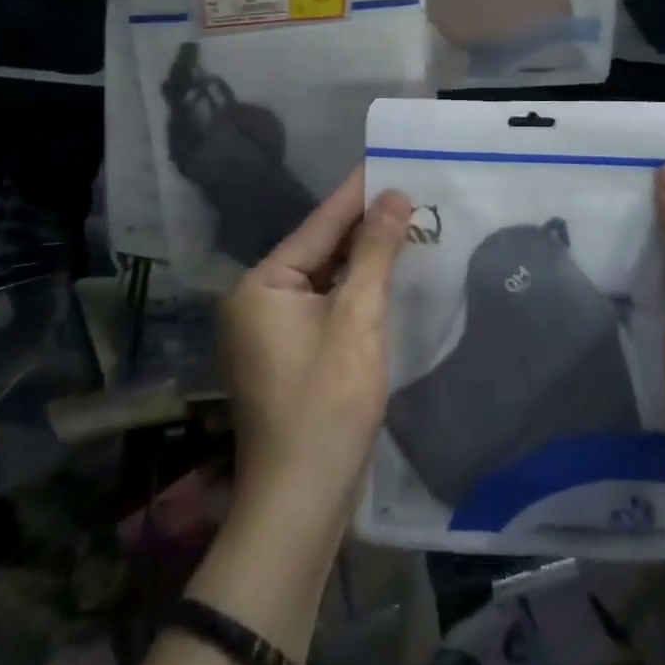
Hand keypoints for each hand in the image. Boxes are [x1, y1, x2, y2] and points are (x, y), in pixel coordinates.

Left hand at [221, 165, 412, 536]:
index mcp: (262, 285)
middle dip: (364, 225)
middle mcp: (256, 300)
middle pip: (320, 249)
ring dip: (363, 257)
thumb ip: (376, 251)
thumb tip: (395, 195)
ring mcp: (268, 331)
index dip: (358, 192)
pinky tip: (386, 275)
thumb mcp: (358, 317)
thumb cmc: (327, 403)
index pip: (319, 225)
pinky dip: (354, 289)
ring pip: (324, 278)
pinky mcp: (287, 355)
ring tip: (405, 223)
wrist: (300, 505)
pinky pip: (324, 305)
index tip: (388, 159)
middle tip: (408, 191)